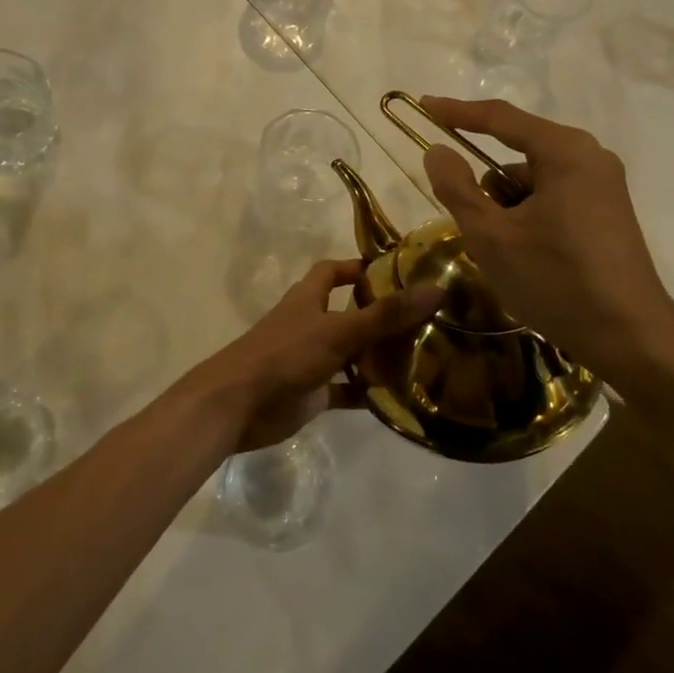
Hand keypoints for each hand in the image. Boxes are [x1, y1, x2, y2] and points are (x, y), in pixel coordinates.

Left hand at [189, 259, 443, 452]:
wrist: (238, 405)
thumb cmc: (285, 354)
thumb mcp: (338, 330)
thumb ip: (386, 314)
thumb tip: (436, 288)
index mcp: (308, 298)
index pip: (333, 271)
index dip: (359, 267)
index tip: (397, 271)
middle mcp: (310, 324)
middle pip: (349, 312)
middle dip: (381, 315)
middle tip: (425, 318)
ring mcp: (311, 360)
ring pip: (351, 352)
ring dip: (379, 355)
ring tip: (423, 356)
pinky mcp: (313, 393)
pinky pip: (347, 389)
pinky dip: (368, 392)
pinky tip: (400, 397)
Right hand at [417, 96, 673, 372]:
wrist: (632, 339)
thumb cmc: (556, 280)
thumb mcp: (492, 236)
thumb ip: (457, 189)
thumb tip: (437, 151)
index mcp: (565, 151)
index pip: (500, 118)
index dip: (457, 112)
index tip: (423, 105)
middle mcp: (590, 158)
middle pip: (517, 156)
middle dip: (488, 190)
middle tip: (476, 230)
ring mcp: (603, 187)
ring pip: (533, 184)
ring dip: (508, 211)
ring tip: (507, 258)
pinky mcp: (607, 214)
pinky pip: (553, 201)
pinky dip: (529, 221)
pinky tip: (530, 262)